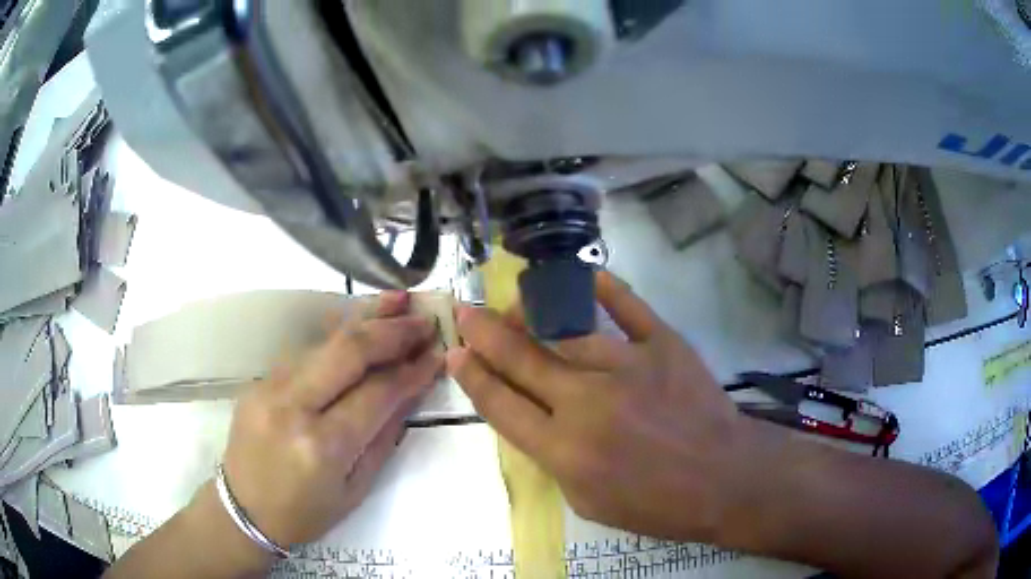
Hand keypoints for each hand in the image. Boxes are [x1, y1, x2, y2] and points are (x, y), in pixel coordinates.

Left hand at [221, 291, 442, 548]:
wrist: (243, 510)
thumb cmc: (305, 514)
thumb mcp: (356, 490)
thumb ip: (383, 438)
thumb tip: (409, 393)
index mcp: (322, 446)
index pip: (376, 393)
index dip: (411, 371)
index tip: (437, 354)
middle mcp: (293, 407)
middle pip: (348, 352)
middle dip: (392, 331)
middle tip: (424, 319)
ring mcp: (270, 388)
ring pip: (325, 341)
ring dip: (365, 319)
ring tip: (398, 300)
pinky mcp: (259, 381)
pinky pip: (306, 352)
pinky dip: (338, 336)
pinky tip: (360, 322)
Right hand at [447, 272, 753, 541]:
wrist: (724, 479)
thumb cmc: (656, 504)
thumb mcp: (587, 501)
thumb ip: (552, 458)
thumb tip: (533, 416)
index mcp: (564, 450)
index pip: (501, 405)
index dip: (472, 376)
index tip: (455, 353)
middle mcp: (587, 403)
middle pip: (522, 359)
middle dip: (485, 333)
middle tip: (465, 311)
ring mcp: (628, 367)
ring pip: (567, 330)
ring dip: (534, 314)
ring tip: (518, 305)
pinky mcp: (663, 345)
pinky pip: (627, 307)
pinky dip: (604, 288)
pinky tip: (583, 275)